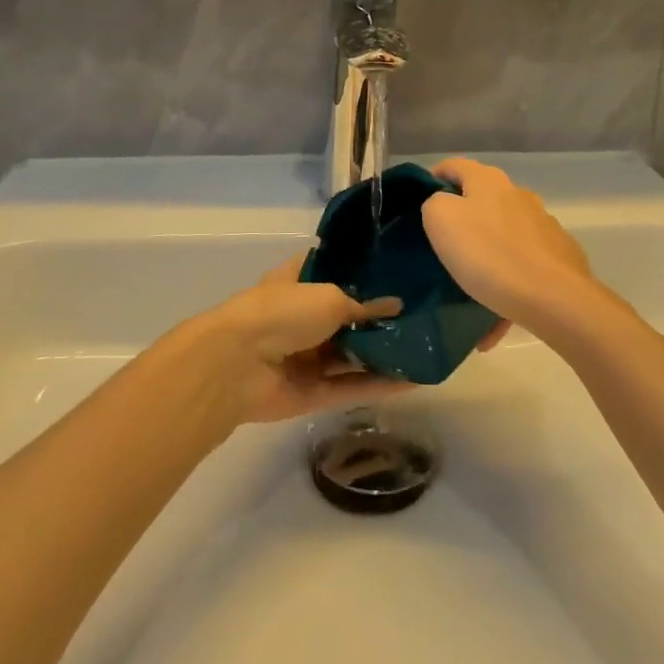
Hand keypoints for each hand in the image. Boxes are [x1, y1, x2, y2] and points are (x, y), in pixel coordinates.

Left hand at [178, 259, 406, 424]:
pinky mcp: (313, 393)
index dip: (359, 270)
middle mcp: (301, 319)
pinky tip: (415, 381)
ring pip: (352, 355)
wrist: (237, 366)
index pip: (330, 270)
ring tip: (426, 347)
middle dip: (379, 317)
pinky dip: (380, 384)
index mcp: (296, 283)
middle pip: (346, 317)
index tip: (394, 269)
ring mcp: (306, 358)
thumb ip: (363, 305)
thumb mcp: (329, 297)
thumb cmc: (281, 312)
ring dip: (384, 354)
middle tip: (422, 314)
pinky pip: (351, 387)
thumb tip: (396, 306)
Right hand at [422, 159, 610, 341]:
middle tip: (443, 246)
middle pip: (482, 200)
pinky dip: (506, 286)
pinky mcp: (558, 255)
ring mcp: (542, 225)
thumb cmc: (488, 253)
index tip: (419, 200)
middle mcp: (518, 195)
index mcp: (489, 181)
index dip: (435, 176)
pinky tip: (494, 322)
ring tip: (470, 289)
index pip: (455, 165)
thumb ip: (434, 203)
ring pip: (503, 236)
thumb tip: (445, 204)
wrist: (553, 297)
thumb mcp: (441, 220)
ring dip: (486, 257)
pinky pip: (522, 267)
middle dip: (463, 220)